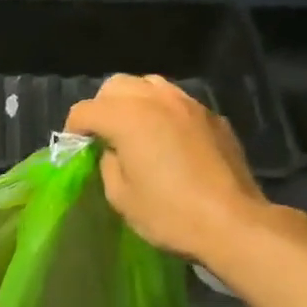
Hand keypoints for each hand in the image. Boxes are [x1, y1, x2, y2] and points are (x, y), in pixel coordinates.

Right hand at [65, 75, 273, 264]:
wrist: (233, 222)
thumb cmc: (170, 214)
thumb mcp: (121, 196)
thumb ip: (108, 163)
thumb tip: (112, 150)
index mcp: (127, 117)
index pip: (85, 110)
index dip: (74, 129)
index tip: (77, 149)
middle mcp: (156, 99)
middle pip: (115, 85)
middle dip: (102, 107)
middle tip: (103, 135)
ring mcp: (188, 103)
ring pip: (149, 84)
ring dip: (134, 101)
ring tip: (135, 128)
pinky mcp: (211, 116)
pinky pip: (177, 100)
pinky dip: (163, 111)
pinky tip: (168, 138)